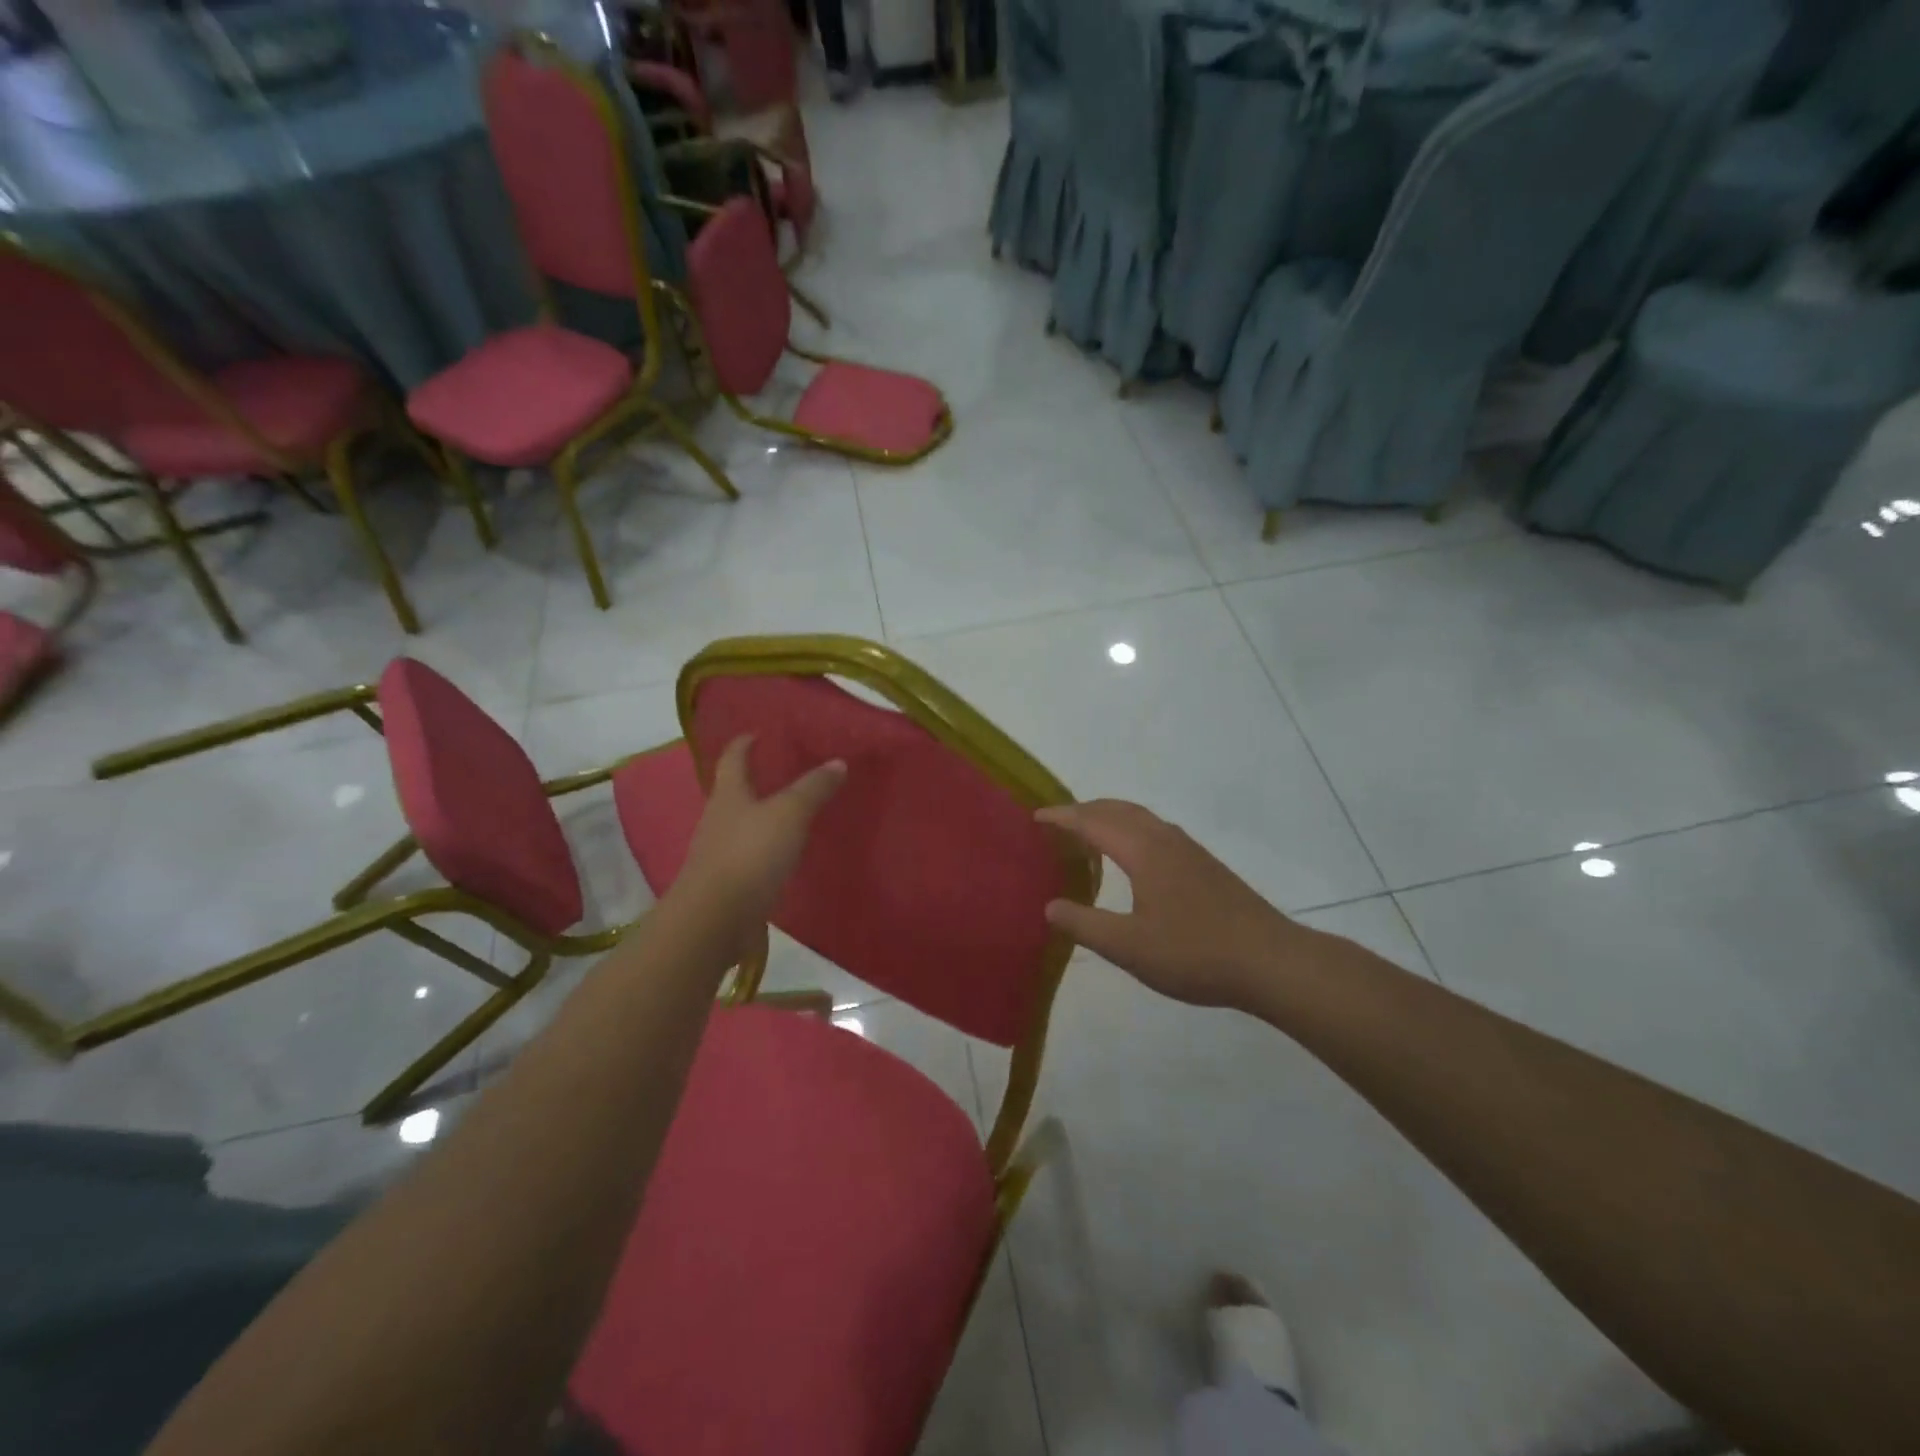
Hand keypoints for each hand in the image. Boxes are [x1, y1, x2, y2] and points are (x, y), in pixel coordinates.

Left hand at [671, 735, 845, 925]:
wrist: (715, 919)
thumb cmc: (750, 854)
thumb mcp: (789, 814)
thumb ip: (813, 788)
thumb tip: (838, 762)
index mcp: (728, 795)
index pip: (733, 759)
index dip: (744, 744)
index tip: (757, 733)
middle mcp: (718, 819)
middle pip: (734, 792)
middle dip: (755, 780)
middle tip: (784, 771)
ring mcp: (720, 853)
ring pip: (742, 824)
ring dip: (762, 816)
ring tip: (792, 812)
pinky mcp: (728, 882)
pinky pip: (749, 855)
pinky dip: (766, 848)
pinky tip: (785, 854)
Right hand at [1036, 800, 1310, 1008]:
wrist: (1270, 961)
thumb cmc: (1194, 953)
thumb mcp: (1129, 947)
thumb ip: (1085, 925)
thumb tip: (1050, 907)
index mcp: (1143, 851)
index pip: (1093, 822)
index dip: (1062, 818)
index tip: (1035, 817)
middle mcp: (1165, 839)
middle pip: (1118, 809)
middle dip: (1084, 809)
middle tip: (1057, 820)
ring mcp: (1189, 850)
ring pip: (1140, 817)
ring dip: (1110, 816)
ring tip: (1088, 832)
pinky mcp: (1205, 865)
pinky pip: (1155, 830)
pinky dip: (1131, 828)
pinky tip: (1133, 856)